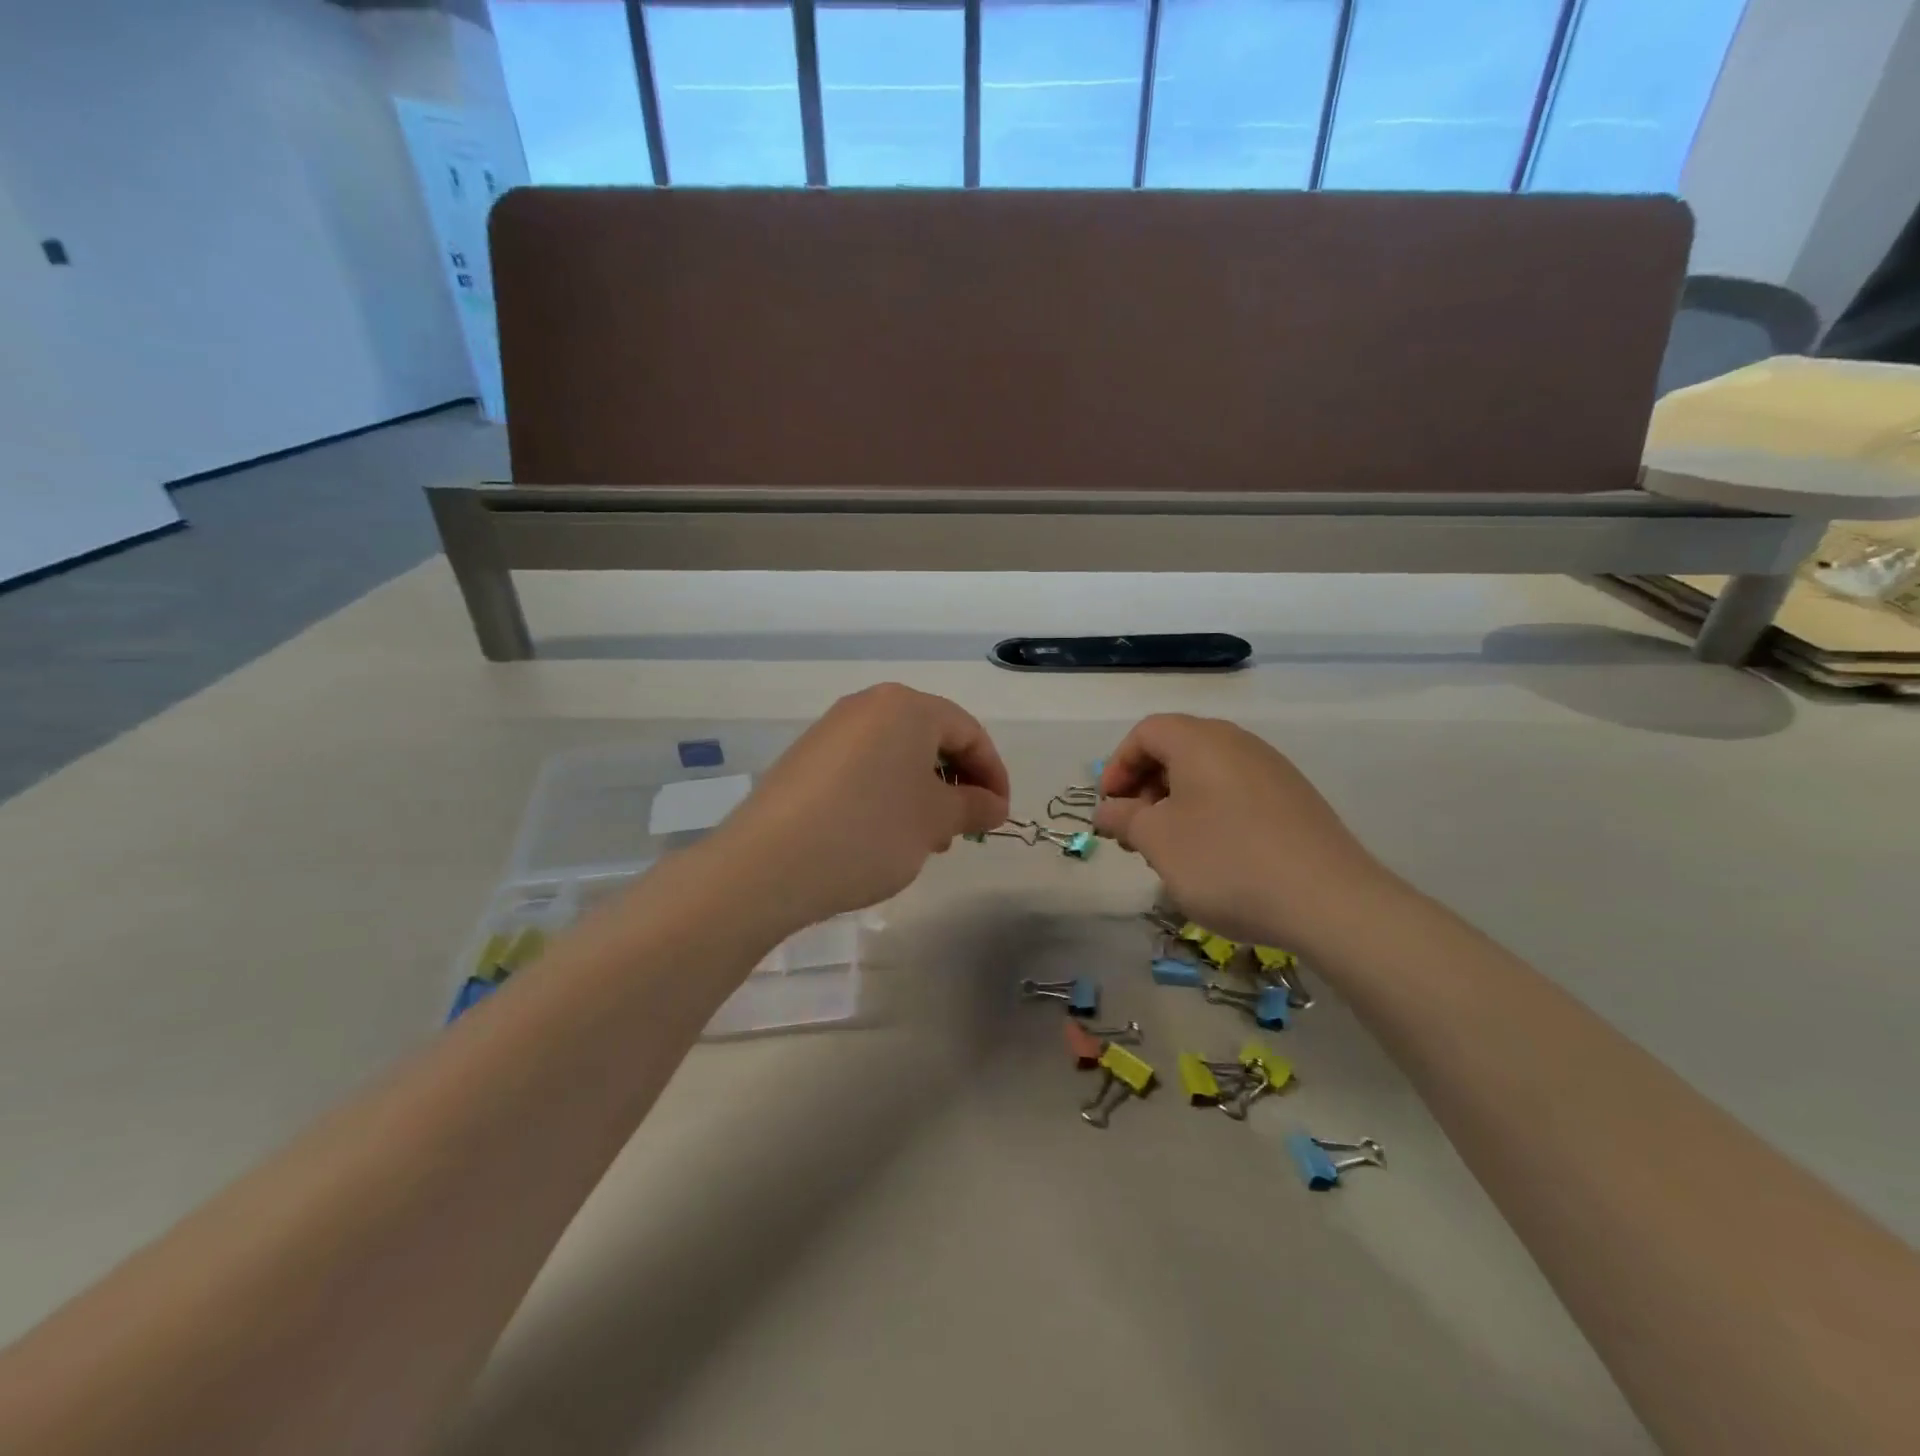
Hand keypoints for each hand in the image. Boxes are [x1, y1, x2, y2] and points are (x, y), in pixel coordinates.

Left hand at [708, 684, 1010, 930]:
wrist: (769, 864)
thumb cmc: (870, 831)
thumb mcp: (935, 821)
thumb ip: (974, 806)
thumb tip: (994, 805)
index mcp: (907, 707)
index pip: (969, 732)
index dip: (993, 774)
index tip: (1000, 817)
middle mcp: (867, 706)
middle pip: (931, 739)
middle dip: (956, 783)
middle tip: (962, 830)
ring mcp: (831, 731)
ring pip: (896, 756)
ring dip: (922, 793)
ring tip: (924, 839)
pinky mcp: (806, 760)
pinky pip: (863, 768)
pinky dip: (886, 795)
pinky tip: (882, 836)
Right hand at [1093, 714, 1395, 949]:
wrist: (1330, 901)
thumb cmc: (1226, 861)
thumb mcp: (1158, 841)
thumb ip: (1124, 818)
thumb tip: (1108, 809)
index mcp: (1200, 741)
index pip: (1146, 733)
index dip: (1118, 766)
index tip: (1110, 808)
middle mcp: (1238, 743)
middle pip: (1177, 748)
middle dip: (1145, 786)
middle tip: (1135, 831)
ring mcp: (1273, 770)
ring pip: (1207, 773)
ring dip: (1176, 803)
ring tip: (1171, 849)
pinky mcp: (1295, 800)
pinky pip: (1236, 792)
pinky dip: (1210, 812)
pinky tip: (1214, 856)